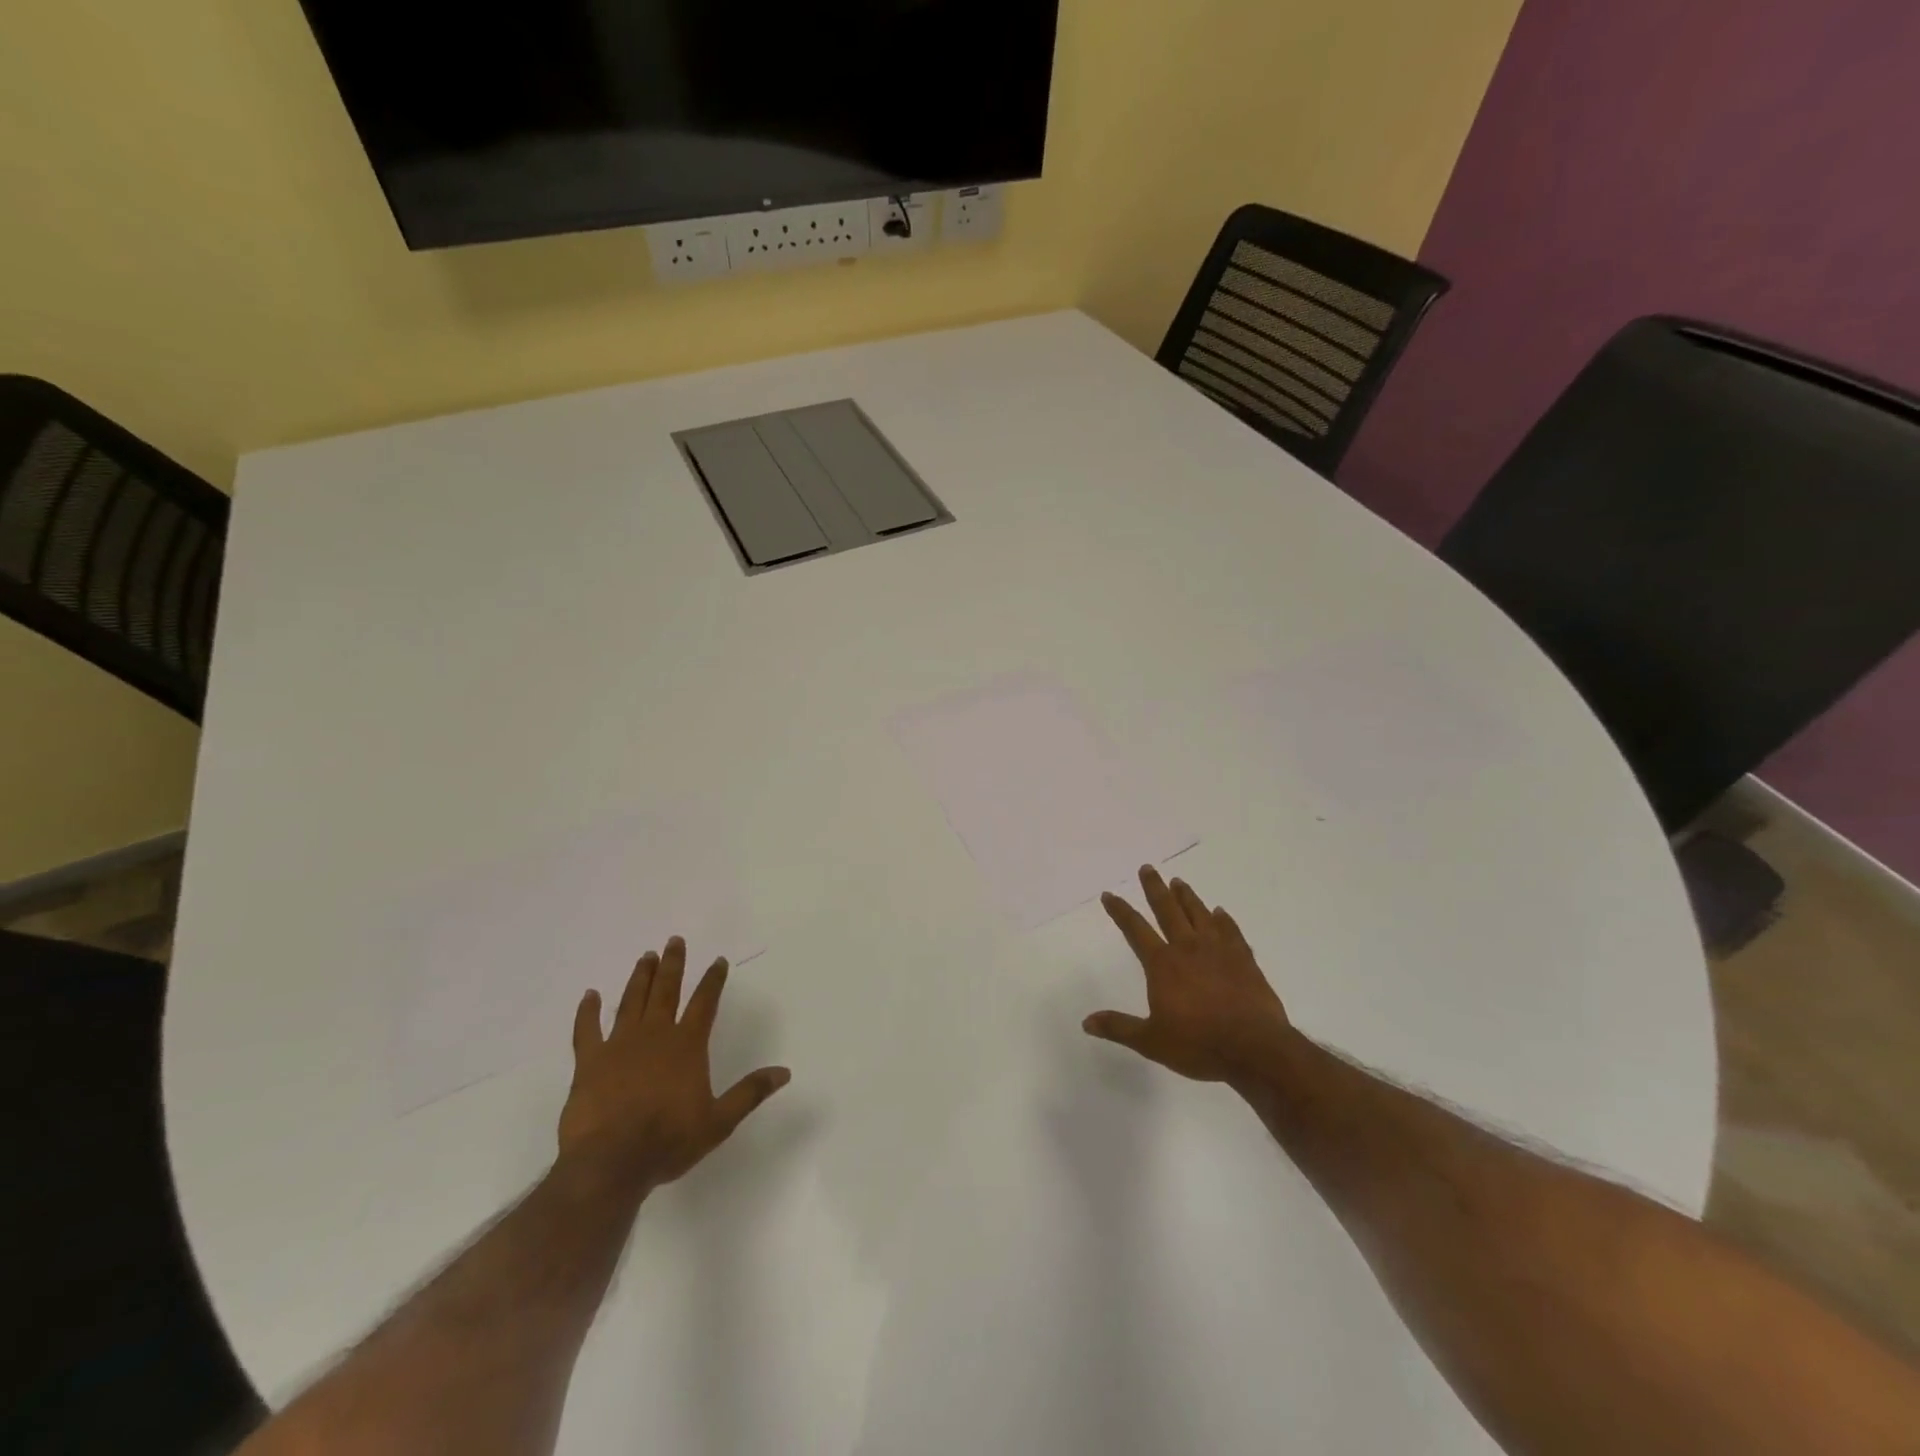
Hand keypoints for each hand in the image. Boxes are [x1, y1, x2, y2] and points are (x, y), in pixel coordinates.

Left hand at [558, 937, 789, 1192]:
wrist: (610, 1163)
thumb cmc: (668, 1141)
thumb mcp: (719, 1122)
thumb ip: (750, 1093)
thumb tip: (784, 1071)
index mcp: (687, 1046)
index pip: (704, 1003)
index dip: (713, 980)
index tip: (718, 960)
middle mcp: (655, 1035)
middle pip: (666, 991)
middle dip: (673, 964)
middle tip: (674, 940)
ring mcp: (619, 1045)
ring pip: (632, 1001)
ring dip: (641, 978)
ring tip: (646, 957)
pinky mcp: (589, 1062)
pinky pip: (587, 1030)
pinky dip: (587, 1011)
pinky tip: (589, 995)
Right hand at [1086, 866, 1294, 1083]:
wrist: (1255, 1049)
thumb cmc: (1198, 1044)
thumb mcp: (1151, 1041)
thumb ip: (1119, 1027)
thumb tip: (1087, 1022)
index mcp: (1163, 964)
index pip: (1135, 929)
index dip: (1120, 911)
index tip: (1109, 895)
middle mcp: (1188, 948)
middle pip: (1168, 910)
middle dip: (1155, 888)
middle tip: (1147, 868)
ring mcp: (1219, 950)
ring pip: (1199, 914)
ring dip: (1187, 897)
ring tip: (1179, 882)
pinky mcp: (1245, 959)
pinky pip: (1231, 931)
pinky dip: (1223, 919)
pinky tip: (1220, 913)